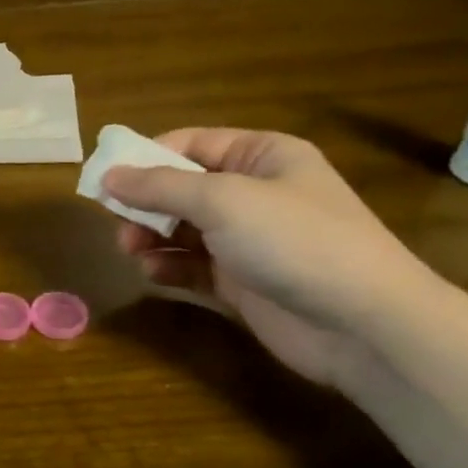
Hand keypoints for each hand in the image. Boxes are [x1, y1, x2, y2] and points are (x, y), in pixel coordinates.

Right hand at [103, 127, 467, 467]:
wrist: (362, 324)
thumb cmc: (294, 240)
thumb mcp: (222, 200)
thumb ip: (159, 186)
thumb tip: (108, 175)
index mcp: (261, 156)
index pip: (190, 143)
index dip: (146, 157)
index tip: (105, 177)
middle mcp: (255, 193)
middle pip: (182, 187)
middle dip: (145, 202)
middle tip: (115, 219)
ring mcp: (249, 240)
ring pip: (183, 228)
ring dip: (153, 235)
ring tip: (132, 248)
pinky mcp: (243, 282)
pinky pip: (194, 265)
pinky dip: (170, 266)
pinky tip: (154, 272)